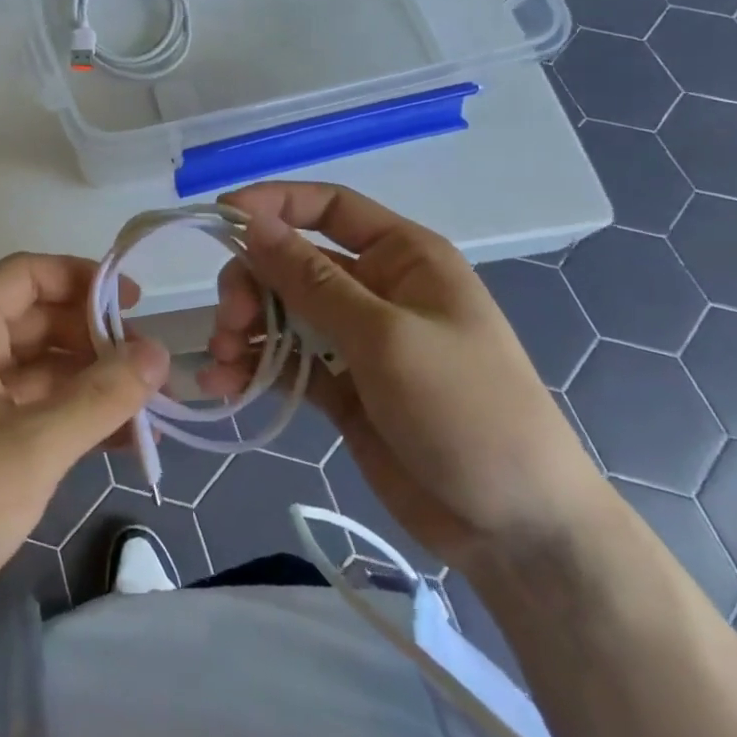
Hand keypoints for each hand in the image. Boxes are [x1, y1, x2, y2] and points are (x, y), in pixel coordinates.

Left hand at [0, 253, 168, 645]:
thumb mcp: (35, 447)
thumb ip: (101, 396)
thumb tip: (159, 353)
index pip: (27, 274)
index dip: (83, 279)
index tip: (136, 304)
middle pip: (37, 318)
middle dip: (96, 340)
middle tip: (152, 368)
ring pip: (39, 366)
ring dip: (92, 383)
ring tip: (151, 409)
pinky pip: (31, 405)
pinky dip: (73, 416)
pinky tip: (123, 440)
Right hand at [199, 182, 610, 575]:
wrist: (517, 533)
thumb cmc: (467, 411)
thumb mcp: (386, 337)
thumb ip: (311, 279)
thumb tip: (251, 222)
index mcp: (402, 257)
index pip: (328, 207)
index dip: (272, 203)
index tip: (219, 217)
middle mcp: (375, 289)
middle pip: (292, 262)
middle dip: (252, 284)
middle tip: (230, 323)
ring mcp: (356, 340)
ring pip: (281, 311)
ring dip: (245, 328)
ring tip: (224, 364)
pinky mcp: (341, 387)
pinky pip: (285, 361)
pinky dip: (254, 368)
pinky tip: (225, 388)